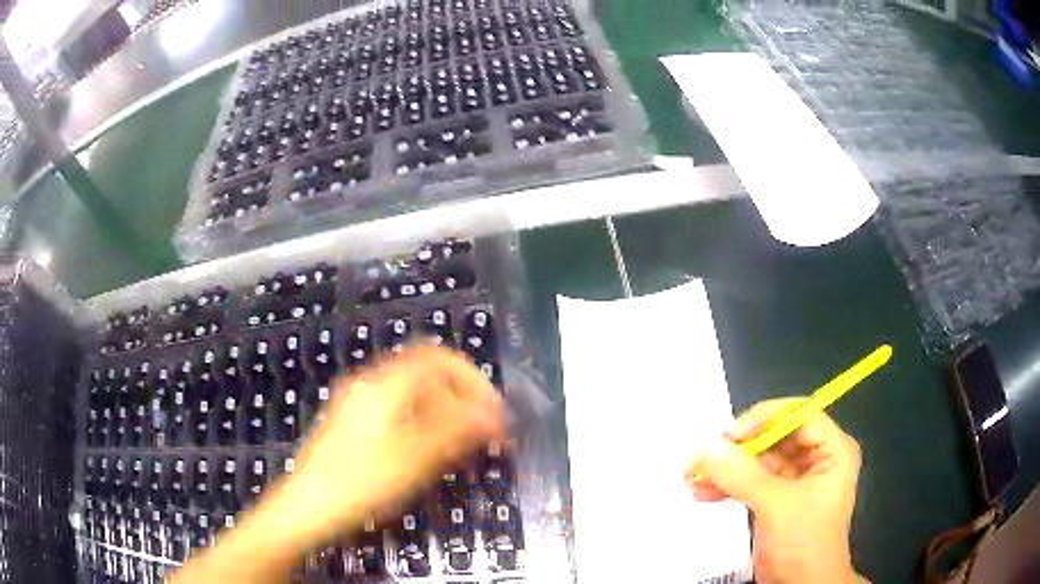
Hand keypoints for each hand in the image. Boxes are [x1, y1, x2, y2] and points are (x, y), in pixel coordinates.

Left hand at [171, 346, 506, 583]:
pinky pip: (397, 413)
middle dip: (460, 400)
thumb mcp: (414, 458)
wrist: (306, 508)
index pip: (438, 358)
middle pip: (426, 376)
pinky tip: (429, 454)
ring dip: (443, 415)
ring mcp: (358, 405)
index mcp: (384, 385)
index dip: (472, 378)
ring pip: (413, 397)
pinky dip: (422, 425)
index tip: (494, 410)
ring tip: (463, 448)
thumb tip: (495, 413)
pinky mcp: (352, 426)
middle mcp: (369, 386)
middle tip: (484, 435)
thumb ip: (456, 429)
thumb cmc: (360, 482)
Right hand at [686, 398, 864, 583]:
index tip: (730, 435)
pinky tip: (704, 493)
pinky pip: (750, 483)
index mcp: (832, 450)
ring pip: (758, 461)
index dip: (765, 418)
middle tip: (705, 456)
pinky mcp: (776, 500)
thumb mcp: (777, 505)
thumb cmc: (804, 542)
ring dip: (728, 469)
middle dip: (739, 448)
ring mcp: (795, 481)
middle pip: (775, 437)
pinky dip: (728, 486)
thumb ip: (744, 475)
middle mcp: (816, 459)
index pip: (799, 415)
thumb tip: (708, 447)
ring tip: (695, 476)